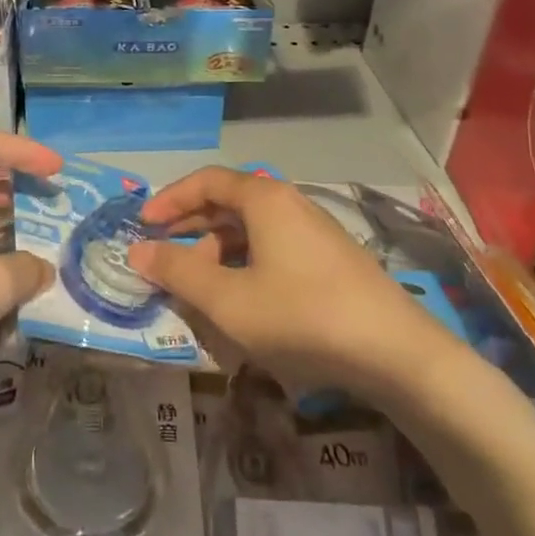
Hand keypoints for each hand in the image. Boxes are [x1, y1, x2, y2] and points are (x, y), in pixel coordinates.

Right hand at [127, 168, 471, 398]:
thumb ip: (179, 272)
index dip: (170, 200)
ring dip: (218, 251)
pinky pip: (274, 248)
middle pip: (229, 202)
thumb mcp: (229, 299)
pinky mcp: (330, 260)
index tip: (142, 226)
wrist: (397, 354)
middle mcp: (290, 204)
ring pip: (252, 229)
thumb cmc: (302, 317)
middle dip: (191, 228)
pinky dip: (246, 265)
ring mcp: (315, 232)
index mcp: (264, 199)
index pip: (206, 181)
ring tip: (200, 288)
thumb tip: (137, 251)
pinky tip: (243, 301)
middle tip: (163, 256)